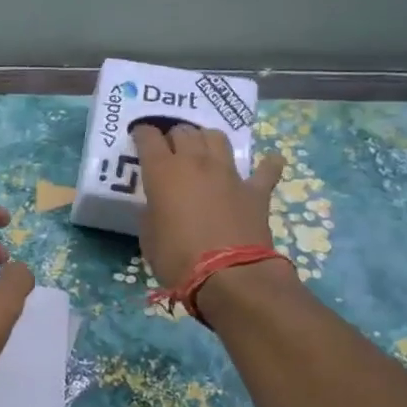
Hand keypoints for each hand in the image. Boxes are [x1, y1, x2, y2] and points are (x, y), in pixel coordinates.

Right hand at [131, 121, 286, 289]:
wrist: (229, 275)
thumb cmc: (177, 258)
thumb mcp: (148, 238)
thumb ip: (152, 213)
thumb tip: (158, 207)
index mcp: (163, 172)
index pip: (148, 138)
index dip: (142, 134)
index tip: (138, 137)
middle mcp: (195, 163)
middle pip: (184, 131)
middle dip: (173, 136)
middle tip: (169, 149)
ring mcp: (228, 174)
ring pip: (217, 137)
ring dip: (206, 139)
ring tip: (203, 150)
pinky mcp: (255, 190)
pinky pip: (265, 169)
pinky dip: (266, 165)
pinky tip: (268, 163)